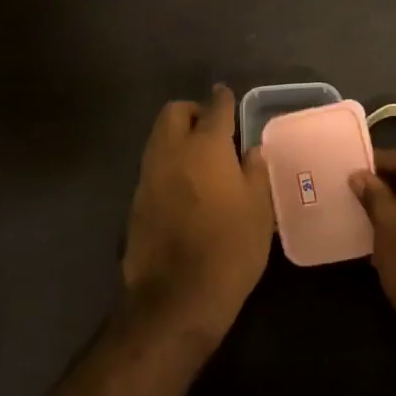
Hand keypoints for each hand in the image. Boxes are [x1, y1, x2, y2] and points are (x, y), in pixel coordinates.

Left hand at [122, 85, 273, 336]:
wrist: (176, 298)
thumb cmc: (229, 248)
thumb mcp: (259, 209)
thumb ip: (255, 171)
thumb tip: (250, 150)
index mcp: (206, 147)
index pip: (214, 107)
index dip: (223, 99)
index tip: (229, 97)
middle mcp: (171, 152)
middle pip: (174, 113)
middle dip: (192, 112)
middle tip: (213, 129)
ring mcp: (148, 176)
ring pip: (159, 138)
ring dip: (177, 137)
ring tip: (202, 158)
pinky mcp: (136, 201)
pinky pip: (153, 166)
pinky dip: (168, 163)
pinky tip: (186, 186)